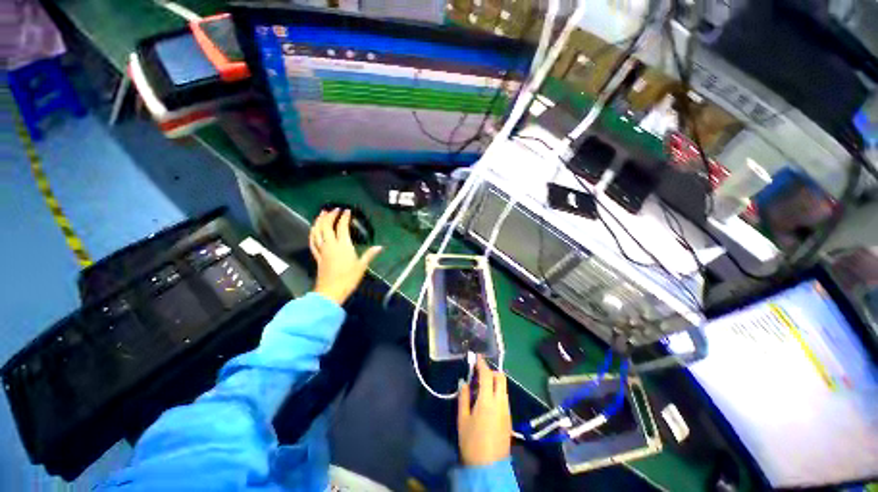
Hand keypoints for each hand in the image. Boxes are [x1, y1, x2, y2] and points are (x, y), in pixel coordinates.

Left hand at [309, 209, 381, 305]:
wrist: (331, 291)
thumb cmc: (348, 278)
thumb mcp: (362, 266)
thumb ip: (370, 254)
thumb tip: (380, 247)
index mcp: (343, 245)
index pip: (342, 227)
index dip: (344, 217)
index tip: (347, 211)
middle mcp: (330, 245)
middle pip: (326, 226)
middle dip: (330, 216)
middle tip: (334, 209)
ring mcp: (322, 250)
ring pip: (317, 232)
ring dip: (319, 221)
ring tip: (321, 214)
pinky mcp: (317, 256)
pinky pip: (312, 242)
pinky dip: (313, 233)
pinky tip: (313, 230)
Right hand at [457, 356, 512, 466]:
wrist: (489, 467)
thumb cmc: (471, 442)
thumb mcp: (462, 419)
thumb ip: (463, 398)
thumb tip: (464, 383)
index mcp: (487, 400)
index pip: (487, 375)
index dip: (482, 364)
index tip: (477, 357)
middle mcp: (500, 402)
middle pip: (501, 378)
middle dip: (491, 371)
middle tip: (480, 373)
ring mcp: (507, 410)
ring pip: (504, 388)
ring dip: (495, 382)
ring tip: (482, 387)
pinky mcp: (509, 418)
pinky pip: (504, 397)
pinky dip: (497, 392)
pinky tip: (488, 400)